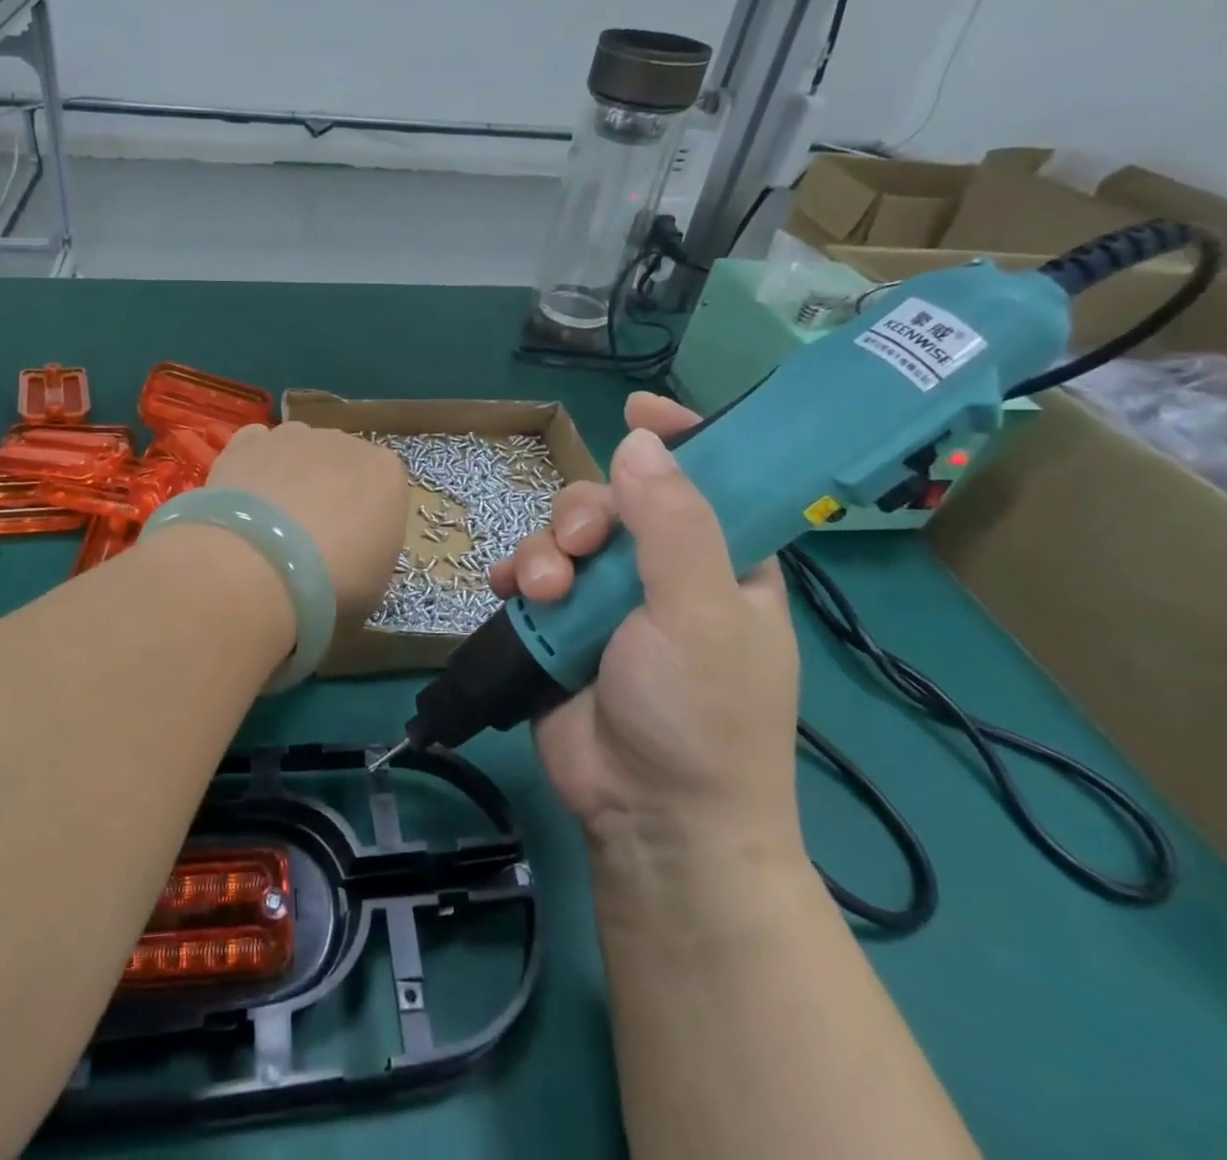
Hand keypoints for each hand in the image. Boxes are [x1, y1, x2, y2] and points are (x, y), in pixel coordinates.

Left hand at [209, 422, 407, 629]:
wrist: (260, 565)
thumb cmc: (334, 583)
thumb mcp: (374, 586)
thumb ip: (370, 555)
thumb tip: (353, 557)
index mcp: (387, 473)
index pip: (384, 488)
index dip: (366, 518)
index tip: (351, 548)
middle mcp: (345, 442)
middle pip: (341, 464)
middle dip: (329, 493)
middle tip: (307, 540)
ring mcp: (294, 436)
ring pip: (299, 451)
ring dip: (290, 477)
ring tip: (269, 524)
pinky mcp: (247, 441)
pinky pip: (257, 447)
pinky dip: (254, 466)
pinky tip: (244, 499)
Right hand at [488, 394, 801, 852]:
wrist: (650, 818)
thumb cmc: (701, 715)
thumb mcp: (701, 614)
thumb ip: (674, 524)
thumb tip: (641, 438)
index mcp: (722, 562)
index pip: (709, 478)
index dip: (678, 437)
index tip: (638, 408)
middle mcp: (663, 572)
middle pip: (614, 501)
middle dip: (584, 514)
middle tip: (578, 551)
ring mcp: (607, 602)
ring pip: (563, 537)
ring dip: (543, 552)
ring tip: (542, 594)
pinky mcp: (559, 628)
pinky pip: (528, 577)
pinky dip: (513, 575)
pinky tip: (505, 589)